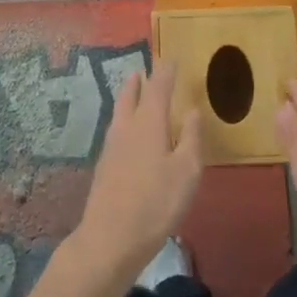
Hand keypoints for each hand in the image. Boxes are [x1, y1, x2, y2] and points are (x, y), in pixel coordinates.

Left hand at [74, 60, 203, 278]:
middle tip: (144, 70)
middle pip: (131, 95)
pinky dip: (123, 119)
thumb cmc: (156, 202)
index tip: (170, 58)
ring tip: (133, 90)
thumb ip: (191, 137)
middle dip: (139, 81)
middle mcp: (127, 128)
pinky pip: (115, 129)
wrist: (110, 238)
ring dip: (127, 97)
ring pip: (120, 112)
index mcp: (149, 123)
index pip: (158, 88)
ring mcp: (111, 147)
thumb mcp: (186, 171)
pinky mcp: (104, 166)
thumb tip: (192, 110)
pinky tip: (126, 131)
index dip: (165, 72)